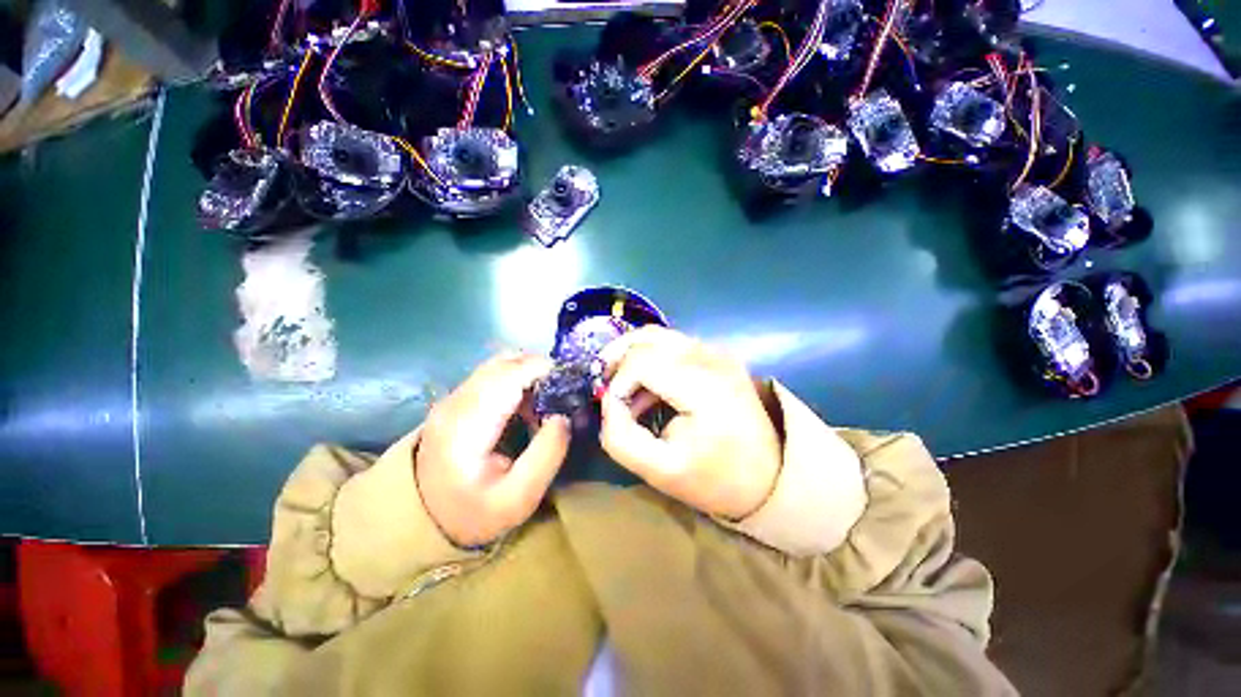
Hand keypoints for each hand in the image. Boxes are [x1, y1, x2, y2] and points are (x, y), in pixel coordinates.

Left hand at [416, 353, 571, 546]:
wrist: (423, 519)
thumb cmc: (474, 512)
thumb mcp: (520, 497)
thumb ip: (547, 454)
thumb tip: (563, 416)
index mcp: (468, 426)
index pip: (509, 376)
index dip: (542, 369)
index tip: (571, 380)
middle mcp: (456, 402)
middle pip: (504, 362)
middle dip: (540, 367)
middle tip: (564, 390)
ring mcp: (453, 397)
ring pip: (499, 363)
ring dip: (529, 371)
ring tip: (548, 397)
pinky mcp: (456, 399)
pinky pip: (492, 374)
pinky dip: (517, 377)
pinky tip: (527, 402)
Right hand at [598, 327, 780, 519]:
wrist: (770, 475)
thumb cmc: (717, 478)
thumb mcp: (660, 471)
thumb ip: (621, 438)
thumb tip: (609, 402)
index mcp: (703, 386)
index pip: (642, 362)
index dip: (618, 382)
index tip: (613, 409)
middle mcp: (712, 357)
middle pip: (648, 338)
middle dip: (618, 358)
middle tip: (602, 383)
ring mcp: (718, 352)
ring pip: (659, 336)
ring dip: (632, 355)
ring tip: (619, 383)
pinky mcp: (719, 355)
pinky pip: (674, 344)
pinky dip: (651, 358)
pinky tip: (645, 386)